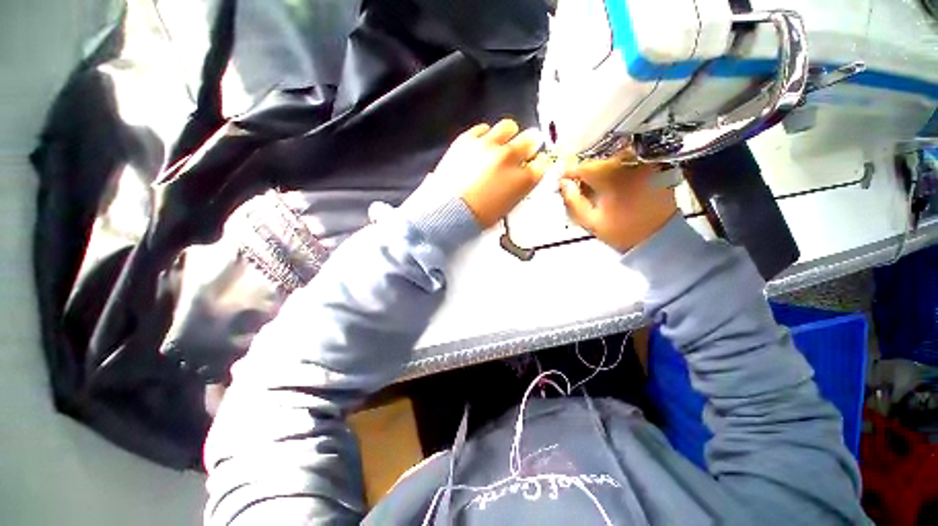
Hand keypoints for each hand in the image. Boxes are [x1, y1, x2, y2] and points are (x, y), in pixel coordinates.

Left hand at [431, 119, 548, 227]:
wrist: (447, 211)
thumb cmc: (478, 217)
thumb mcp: (506, 207)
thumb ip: (517, 188)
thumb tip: (520, 177)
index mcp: (522, 179)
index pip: (542, 164)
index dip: (538, 164)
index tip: (532, 165)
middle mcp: (509, 157)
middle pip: (530, 139)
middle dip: (529, 145)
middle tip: (522, 150)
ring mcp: (488, 145)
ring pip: (508, 127)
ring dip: (508, 136)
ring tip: (501, 145)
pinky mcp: (467, 139)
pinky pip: (482, 128)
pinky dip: (485, 136)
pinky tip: (482, 145)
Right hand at [559, 150, 677, 251]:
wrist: (659, 237)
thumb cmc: (622, 232)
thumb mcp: (590, 221)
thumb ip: (573, 201)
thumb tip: (564, 183)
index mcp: (612, 177)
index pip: (583, 167)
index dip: (570, 173)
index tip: (563, 181)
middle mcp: (629, 163)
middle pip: (599, 161)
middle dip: (585, 172)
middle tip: (579, 186)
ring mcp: (643, 163)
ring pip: (613, 159)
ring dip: (601, 170)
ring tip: (596, 186)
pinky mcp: (654, 166)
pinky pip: (629, 161)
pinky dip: (616, 170)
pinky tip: (614, 184)